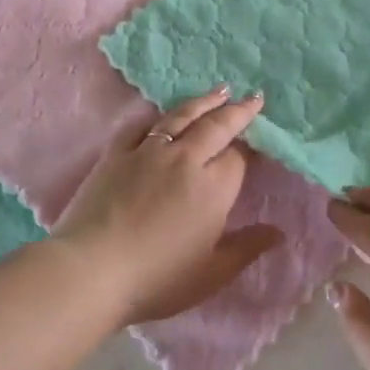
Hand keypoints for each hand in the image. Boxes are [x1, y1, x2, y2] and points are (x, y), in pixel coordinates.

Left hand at [51, 88, 279, 325]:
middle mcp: (185, 159)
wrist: (92, 270)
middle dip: (237, 111)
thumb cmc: (158, 279)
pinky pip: (141, 126)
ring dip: (203, 102)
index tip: (259, 142)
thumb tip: (278, 233)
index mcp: (213, 187)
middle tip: (253, 97)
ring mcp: (147, 152)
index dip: (250, 148)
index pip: (238, 157)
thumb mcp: (211, 273)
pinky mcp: (116, 154)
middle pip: (216, 126)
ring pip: (181, 117)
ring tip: (220, 90)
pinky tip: (162, 115)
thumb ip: (246, 249)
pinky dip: (156, 117)